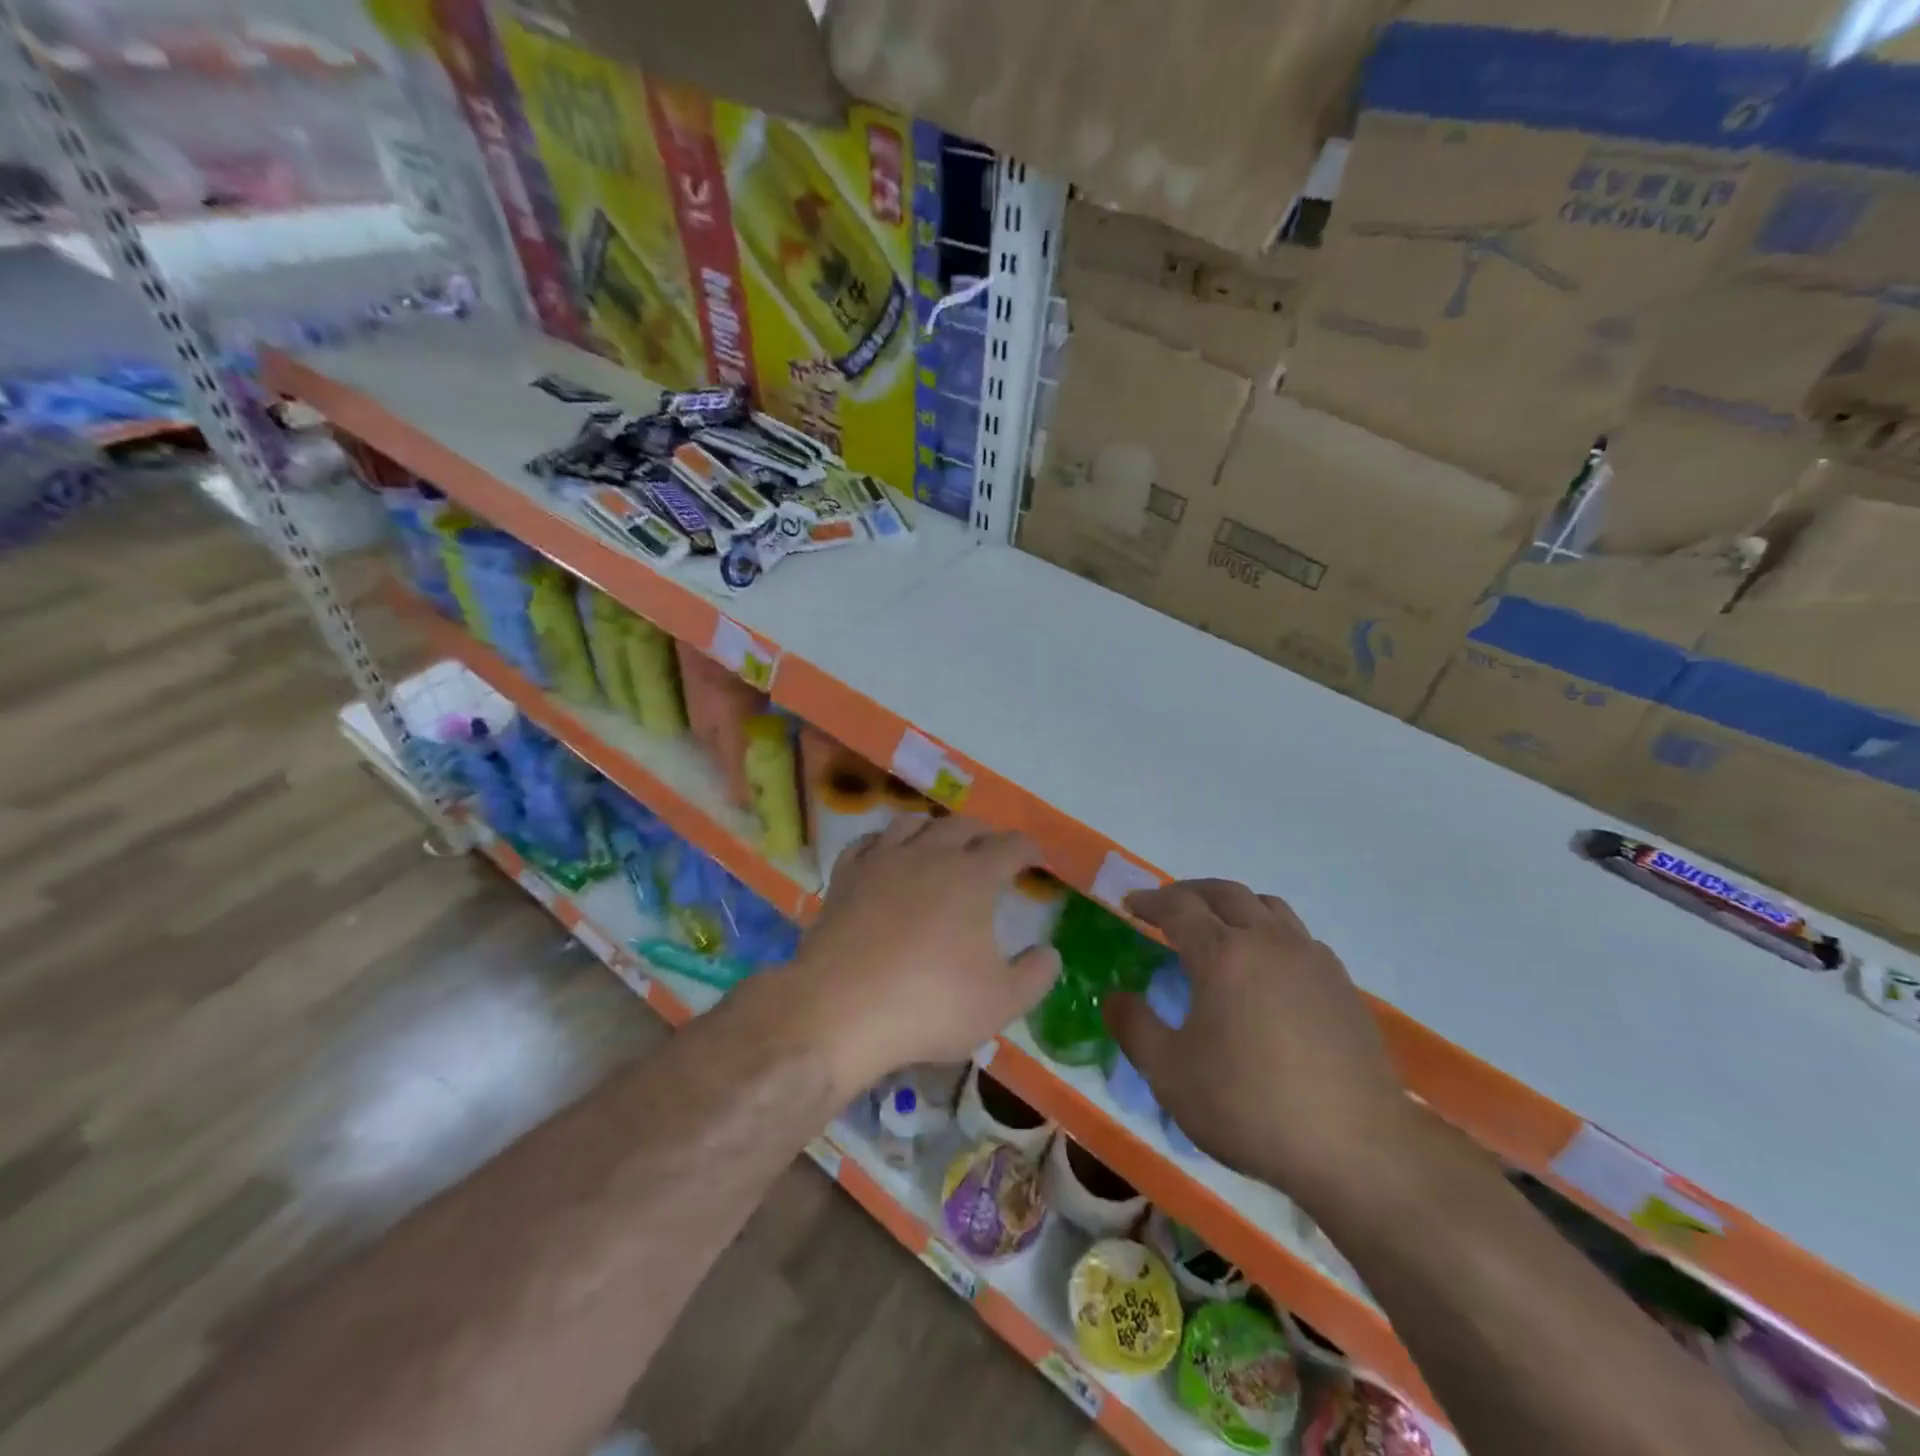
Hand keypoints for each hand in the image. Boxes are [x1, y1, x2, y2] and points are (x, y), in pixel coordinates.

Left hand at [780, 815, 1059, 1092]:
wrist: (840, 1009)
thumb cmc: (929, 1004)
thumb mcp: (1000, 1002)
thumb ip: (1034, 976)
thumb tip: (1050, 953)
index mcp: (972, 877)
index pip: (1010, 847)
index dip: (1028, 849)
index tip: (1036, 858)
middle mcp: (929, 855)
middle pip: (962, 825)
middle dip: (984, 833)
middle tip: (992, 848)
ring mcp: (882, 861)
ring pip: (912, 823)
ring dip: (934, 828)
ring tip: (941, 843)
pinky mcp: (846, 877)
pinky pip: (867, 842)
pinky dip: (883, 841)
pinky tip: (885, 853)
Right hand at [1102, 879, 1413, 1208]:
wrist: (1358, 1145)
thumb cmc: (1251, 1105)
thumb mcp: (1171, 1074)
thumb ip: (1134, 1028)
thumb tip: (1114, 997)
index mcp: (1223, 954)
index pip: (1179, 906)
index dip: (1150, 901)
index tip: (1131, 904)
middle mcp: (1268, 941)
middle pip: (1225, 893)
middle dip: (1190, 892)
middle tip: (1168, 907)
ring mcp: (1311, 958)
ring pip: (1267, 906)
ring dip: (1233, 905)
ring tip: (1218, 926)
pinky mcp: (1342, 984)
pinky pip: (1297, 935)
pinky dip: (1269, 931)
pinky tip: (1267, 966)